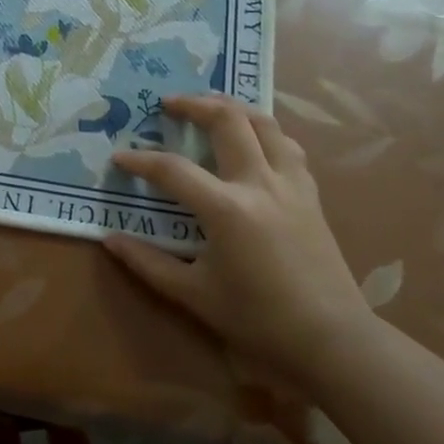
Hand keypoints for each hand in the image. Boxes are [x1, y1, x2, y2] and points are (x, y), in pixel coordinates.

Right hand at [104, 94, 374, 386]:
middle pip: (227, 120)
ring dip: (233, 107)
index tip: (120, 157)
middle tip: (169, 103)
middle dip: (194, 104)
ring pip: (264, 122)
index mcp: (227, 209)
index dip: (141, 161)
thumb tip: (110, 239)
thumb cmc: (259, 319)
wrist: (332, 339)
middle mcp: (260, 183)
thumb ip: (149, 263)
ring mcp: (291, 184)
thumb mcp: (194, 294)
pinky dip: (265, 131)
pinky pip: (287, 145)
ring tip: (210, 105)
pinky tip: (253, 139)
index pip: (173, 170)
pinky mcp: (311, 193)